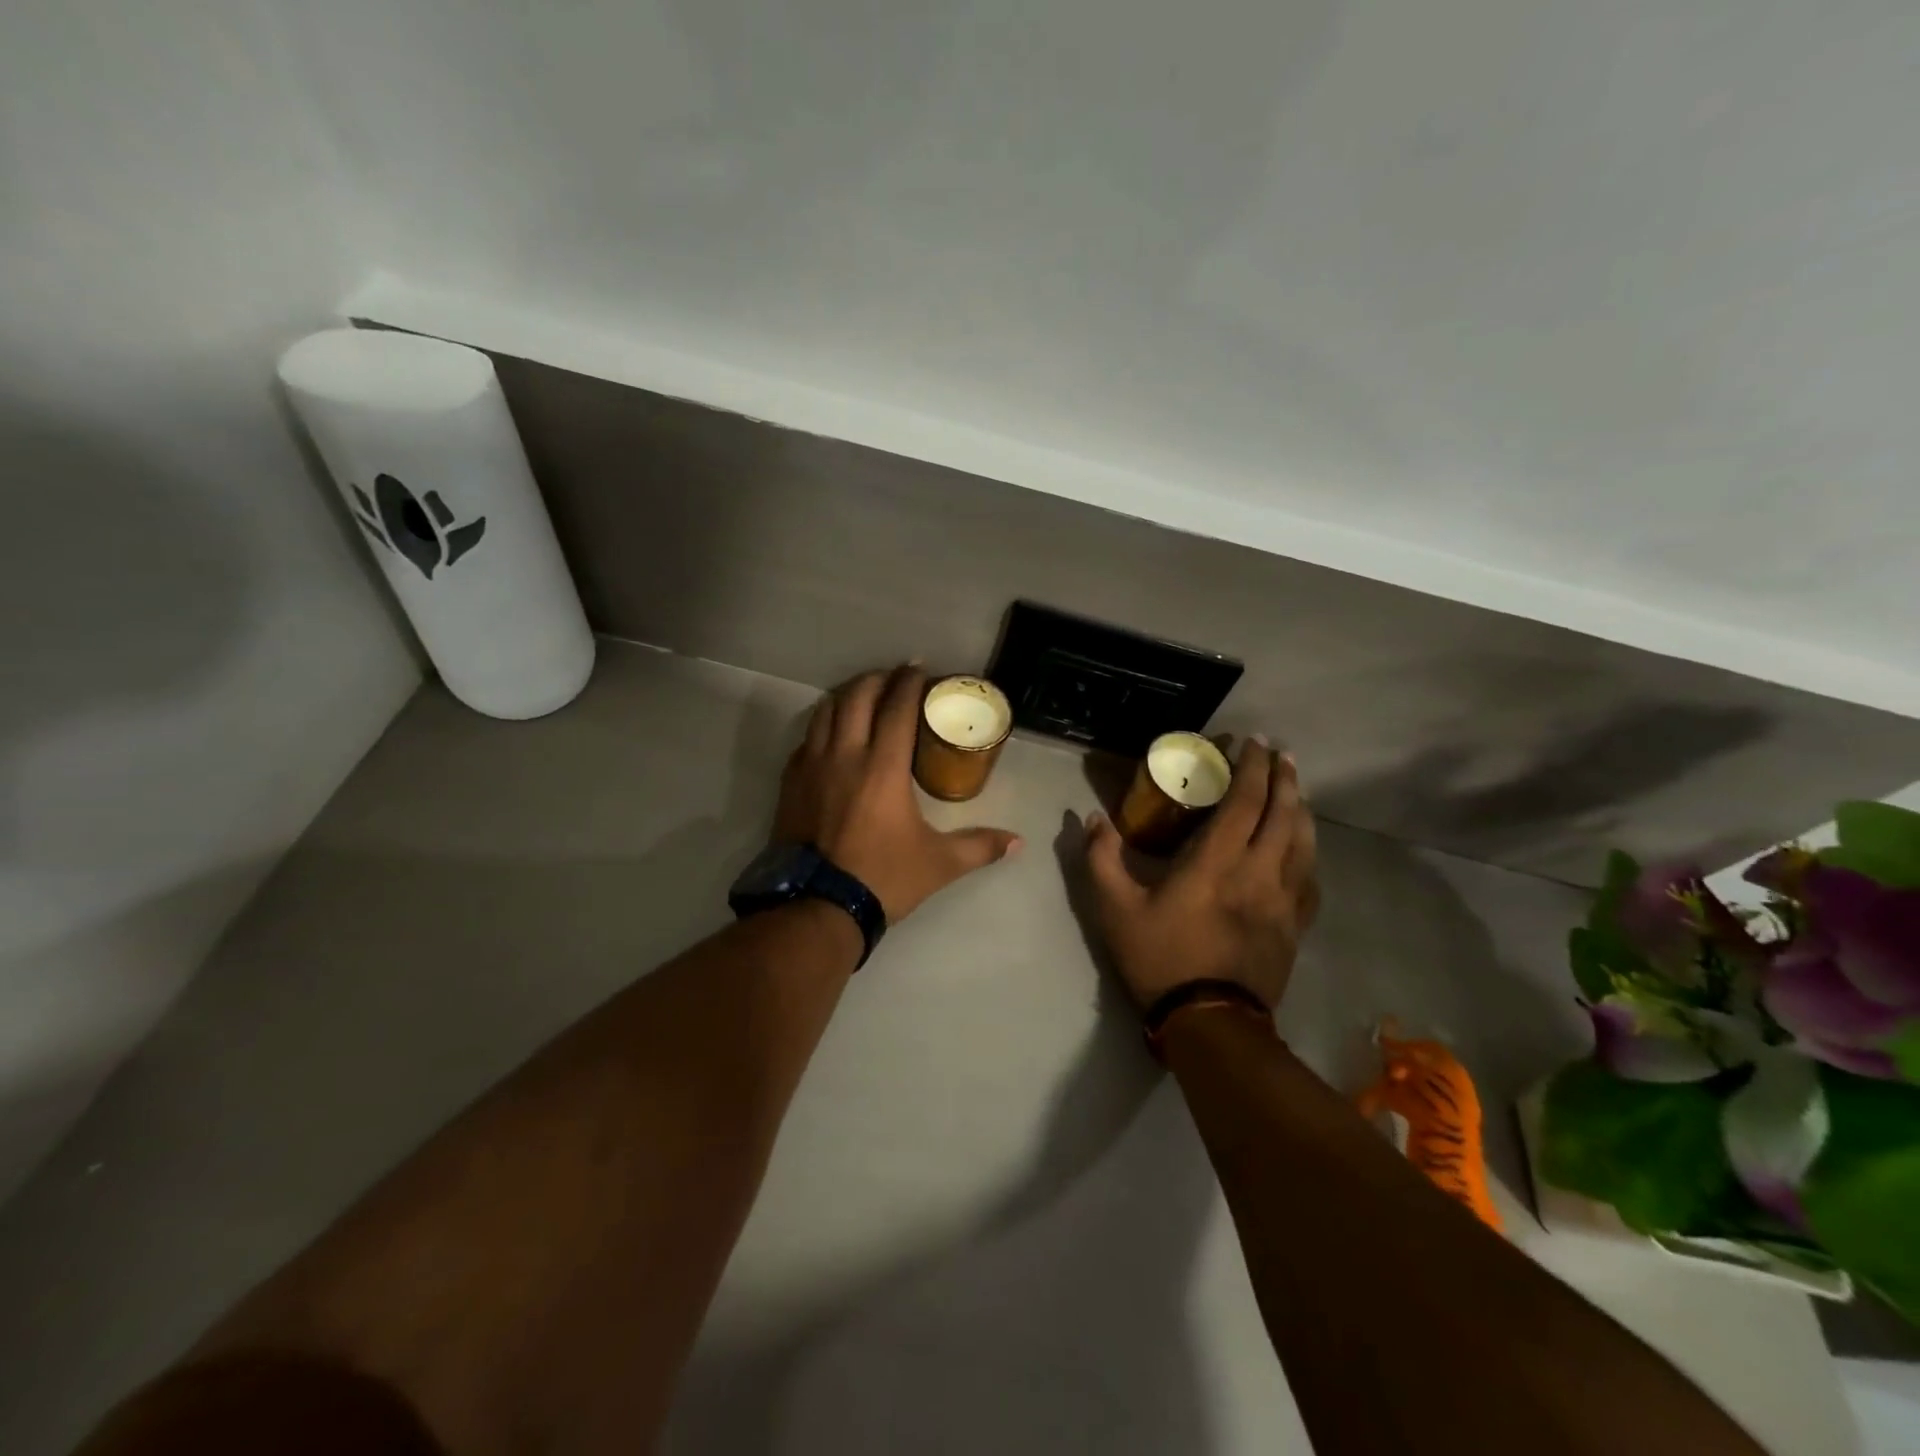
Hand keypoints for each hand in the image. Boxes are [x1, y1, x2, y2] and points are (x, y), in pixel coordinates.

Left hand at [774, 664, 1022, 922]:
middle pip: (857, 697)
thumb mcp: (939, 864)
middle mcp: (844, 755)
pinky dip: (822, 726)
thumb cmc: (883, 878)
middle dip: (877, 679)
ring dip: (846, 696)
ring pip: (825, 711)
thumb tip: (1017, 842)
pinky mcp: (791, 783)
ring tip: (863, 695)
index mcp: (883, 767)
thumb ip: (980, 847)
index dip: (909, 682)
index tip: (919, 669)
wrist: (817, 907)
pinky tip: (832, 735)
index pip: (896, 708)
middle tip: (893, 678)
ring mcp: (811, 766)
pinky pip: (806, 739)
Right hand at [1084, 740, 1318, 1009]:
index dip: (1252, 768)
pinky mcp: (1294, 926)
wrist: (1211, 1023)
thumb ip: (1101, 860)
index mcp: (1216, 862)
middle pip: (1284, 814)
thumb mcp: (1115, 909)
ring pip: (1304, 843)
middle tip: (1280, 754)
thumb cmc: (1161, 959)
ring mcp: (1283, 900)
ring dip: (1301, 809)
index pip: (1245, 802)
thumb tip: (1093, 819)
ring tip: (1296, 790)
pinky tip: (1303, 849)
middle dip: (1283, 778)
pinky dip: (1308, 853)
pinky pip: (1310, 879)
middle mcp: (1259, 872)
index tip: (1254, 743)